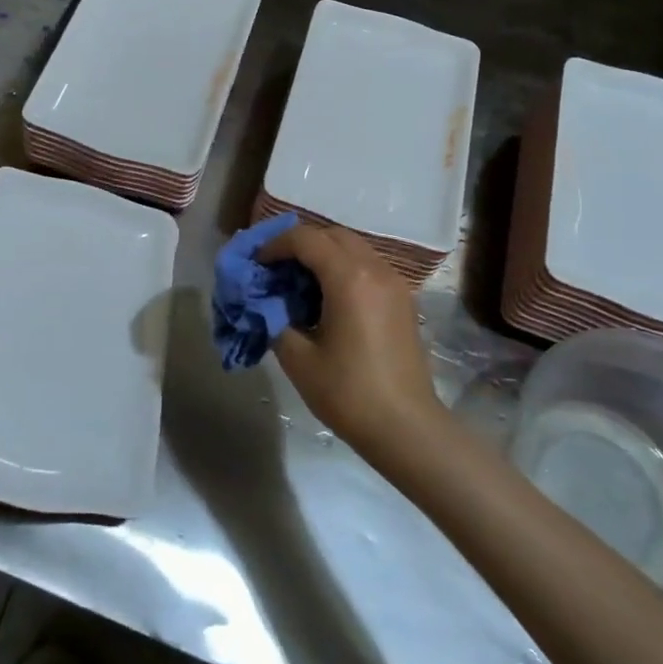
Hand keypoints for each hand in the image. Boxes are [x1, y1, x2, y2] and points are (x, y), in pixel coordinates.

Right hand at [260, 223, 442, 455]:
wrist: (405, 428)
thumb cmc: (348, 393)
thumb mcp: (297, 358)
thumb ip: (274, 319)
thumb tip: (264, 303)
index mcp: (349, 278)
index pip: (306, 239)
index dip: (275, 245)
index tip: (256, 264)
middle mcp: (376, 269)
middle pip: (332, 235)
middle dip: (300, 245)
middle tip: (275, 269)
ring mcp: (395, 283)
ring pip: (353, 248)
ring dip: (323, 255)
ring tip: (298, 283)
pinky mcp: (403, 300)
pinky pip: (368, 267)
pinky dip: (343, 269)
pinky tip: (326, 299)